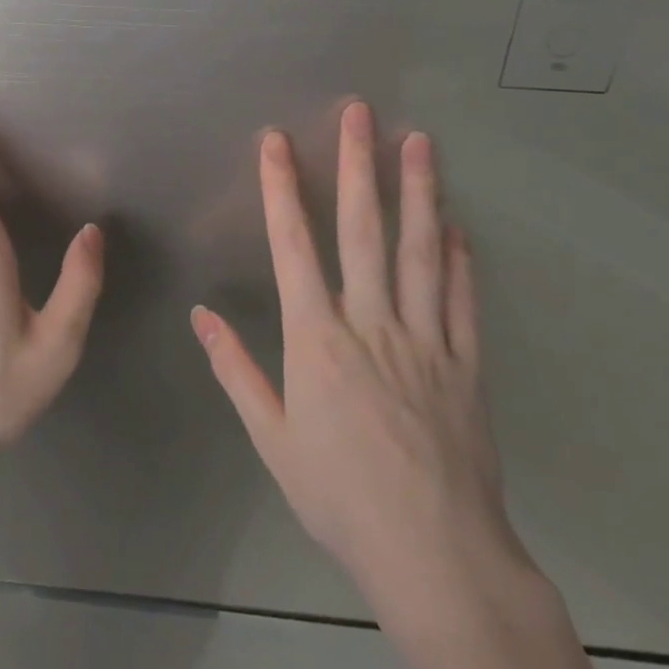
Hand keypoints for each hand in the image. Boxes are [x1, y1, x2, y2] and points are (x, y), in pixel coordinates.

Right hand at [192, 102, 534, 645]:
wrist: (433, 554)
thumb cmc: (339, 495)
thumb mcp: (271, 439)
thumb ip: (236, 370)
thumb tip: (201, 316)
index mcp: (317, 340)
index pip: (293, 247)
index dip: (283, 190)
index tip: (277, 142)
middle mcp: (371, 324)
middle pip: (363, 231)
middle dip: (357, 166)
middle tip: (360, 113)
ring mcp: (425, 340)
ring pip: (420, 251)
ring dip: (419, 192)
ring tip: (419, 142)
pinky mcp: (466, 364)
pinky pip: (462, 301)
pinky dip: (461, 259)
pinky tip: (458, 225)